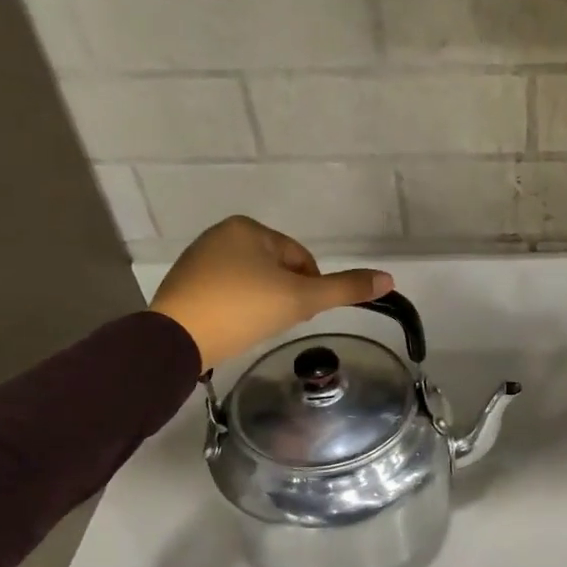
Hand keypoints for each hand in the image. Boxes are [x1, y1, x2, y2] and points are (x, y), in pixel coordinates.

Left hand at [149, 217, 391, 371]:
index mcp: (249, 228)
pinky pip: (228, 293)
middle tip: (279, 323)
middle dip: (285, 296)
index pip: (301, 259)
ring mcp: (199, 259)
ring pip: (253, 282)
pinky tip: (236, 328)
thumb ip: (344, 289)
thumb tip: (389, 279)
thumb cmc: (243, 309)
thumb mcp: (301, 299)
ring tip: (257, 328)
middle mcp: (221, 235)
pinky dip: (239, 310)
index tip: (299, 314)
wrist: (178, 338)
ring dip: (264, 304)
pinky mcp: (185, 285)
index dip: (309, 289)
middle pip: (277, 270)